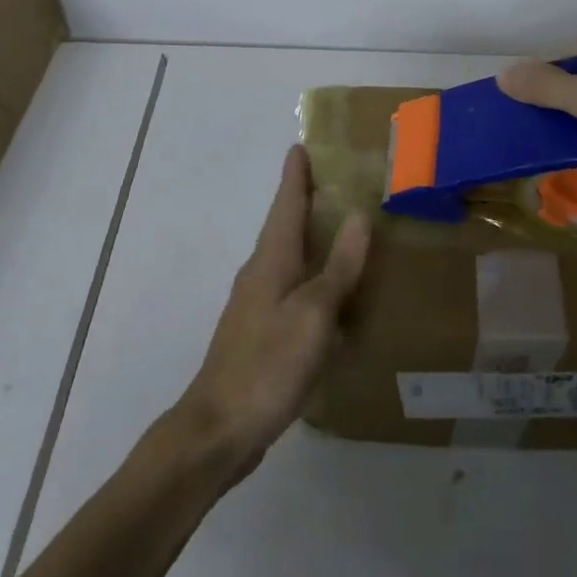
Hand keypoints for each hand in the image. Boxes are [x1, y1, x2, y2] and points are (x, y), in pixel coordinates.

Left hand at [174, 145, 369, 487]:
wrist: (218, 430)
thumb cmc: (268, 364)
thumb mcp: (313, 314)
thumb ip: (338, 266)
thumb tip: (359, 215)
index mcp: (271, 260)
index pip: (285, 204)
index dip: (295, 175)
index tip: (301, 146)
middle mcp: (260, 274)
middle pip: (285, 226)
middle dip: (306, 201)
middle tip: (338, 182)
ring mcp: (258, 305)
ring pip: (289, 258)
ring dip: (311, 239)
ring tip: (344, 230)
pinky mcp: (262, 334)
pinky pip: (293, 289)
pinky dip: (313, 277)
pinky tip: (334, 295)